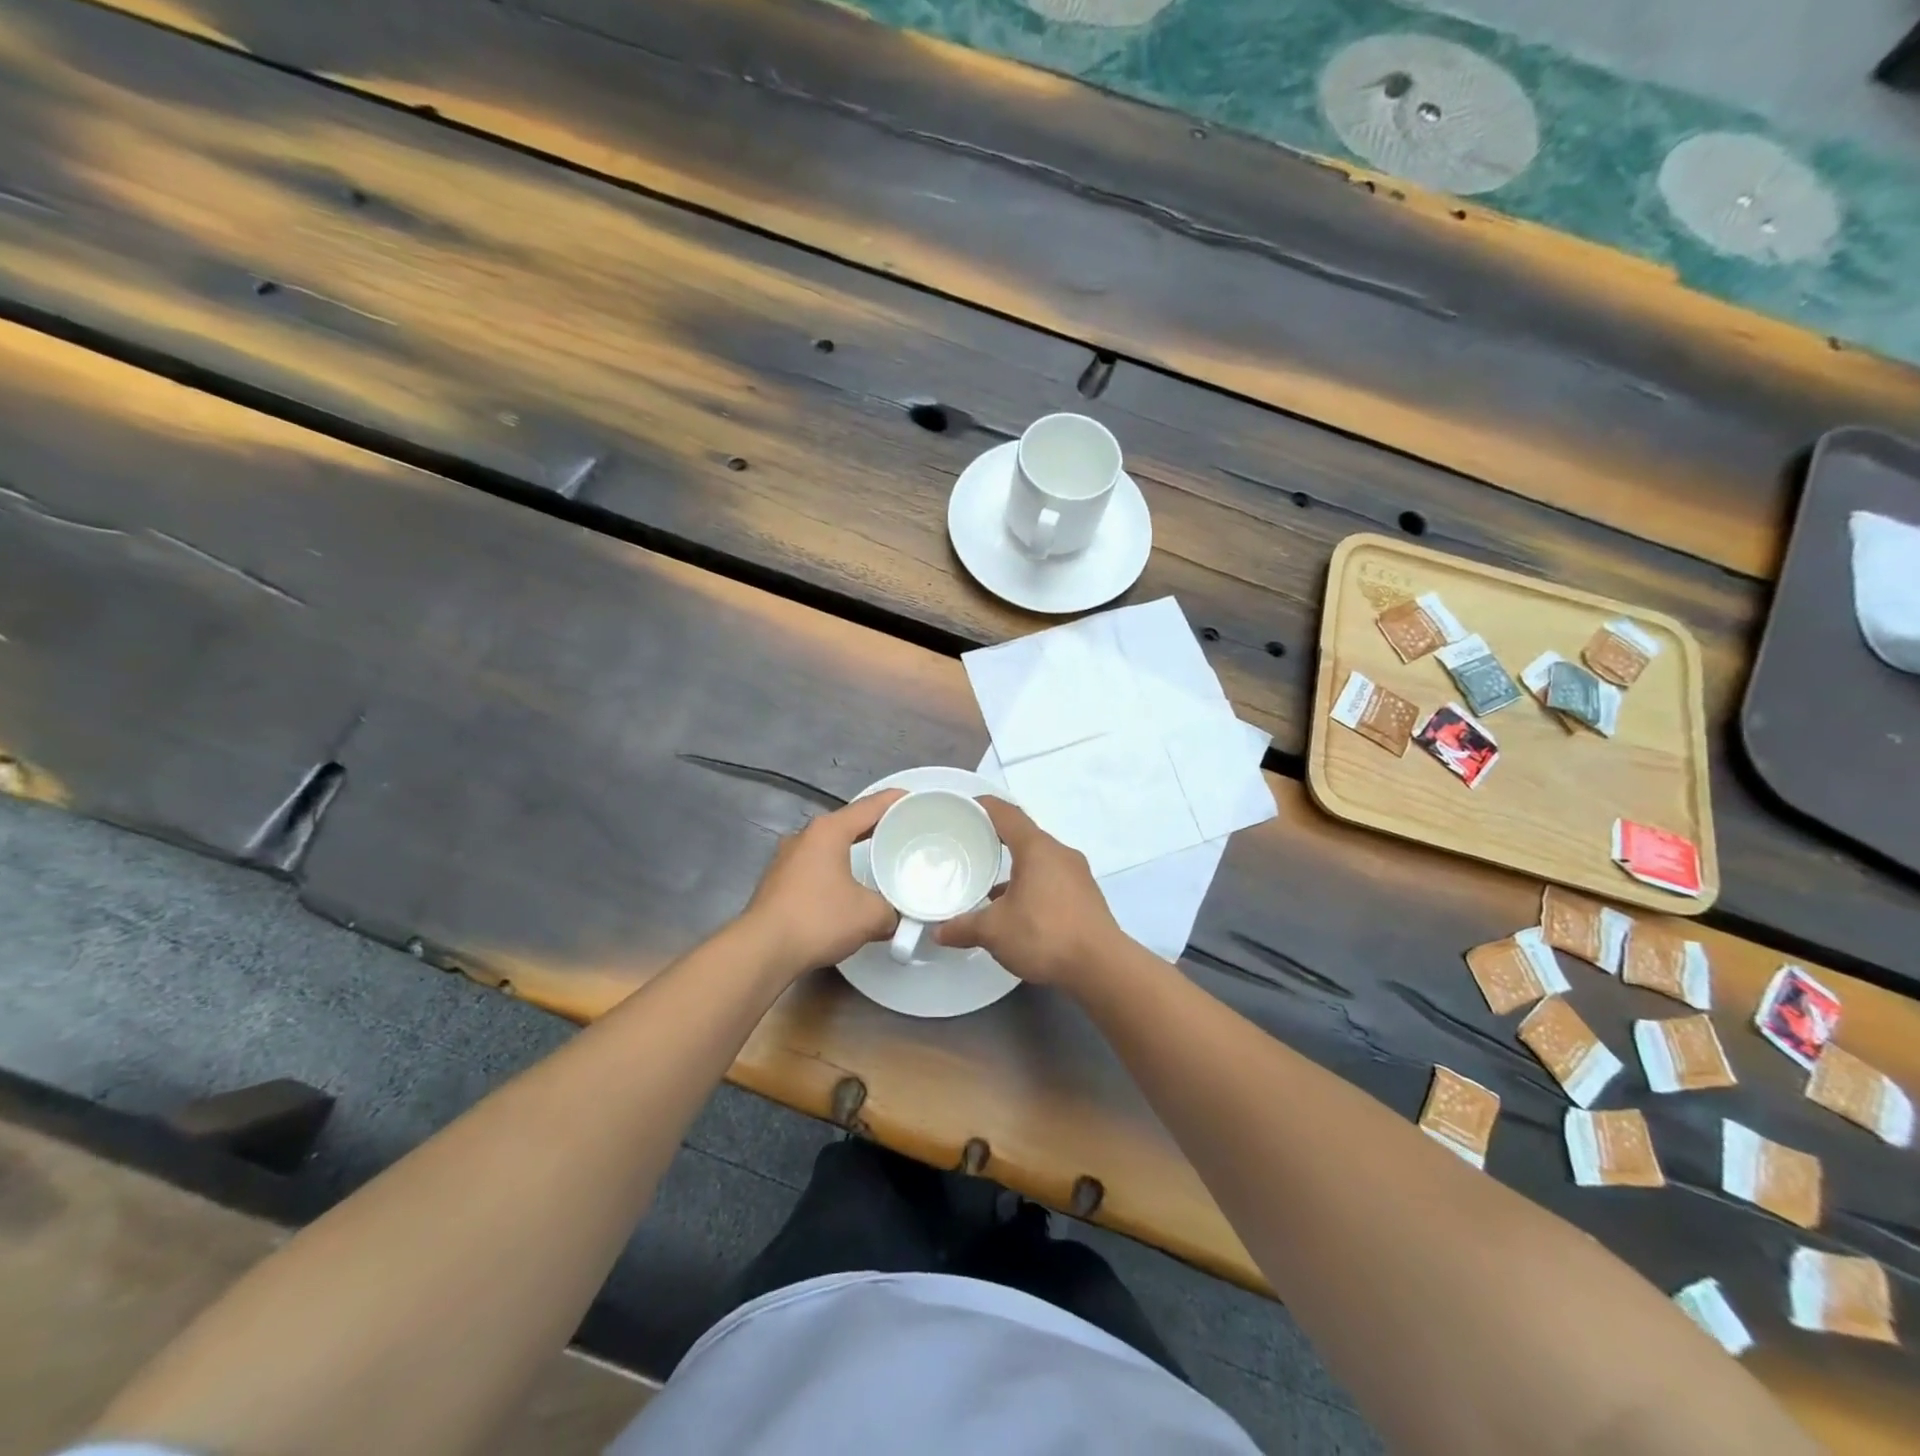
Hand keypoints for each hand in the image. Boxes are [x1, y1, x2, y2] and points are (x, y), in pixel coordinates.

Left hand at [742, 790, 904, 978]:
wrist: (762, 951)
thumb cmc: (819, 919)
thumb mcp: (870, 915)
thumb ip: (891, 910)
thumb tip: (893, 917)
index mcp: (828, 831)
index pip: (869, 806)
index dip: (895, 801)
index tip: (915, 800)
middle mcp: (805, 837)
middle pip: (847, 823)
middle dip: (875, 827)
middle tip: (902, 833)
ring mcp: (786, 859)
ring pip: (828, 846)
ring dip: (851, 851)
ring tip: (877, 861)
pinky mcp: (776, 882)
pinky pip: (815, 867)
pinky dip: (834, 871)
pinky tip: (847, 888)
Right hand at [935, 797, 1121, 989]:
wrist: (1102, 967)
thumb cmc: (1044, 934)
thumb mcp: (994, 931)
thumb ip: (963, 927)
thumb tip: (938, 932)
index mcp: (1037, 848)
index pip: (1007, 814)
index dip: (984, 807)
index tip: (963, 808)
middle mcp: (1060, 853)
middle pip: (1024, 836)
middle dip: (996, 840)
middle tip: (970, 847)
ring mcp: (1077, 874)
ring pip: (1039, 860)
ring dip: (1015, 867)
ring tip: (988, 884)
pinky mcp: (1085, 896)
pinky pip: (1052, 879)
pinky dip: (1031, 885)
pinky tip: (1017, 909)